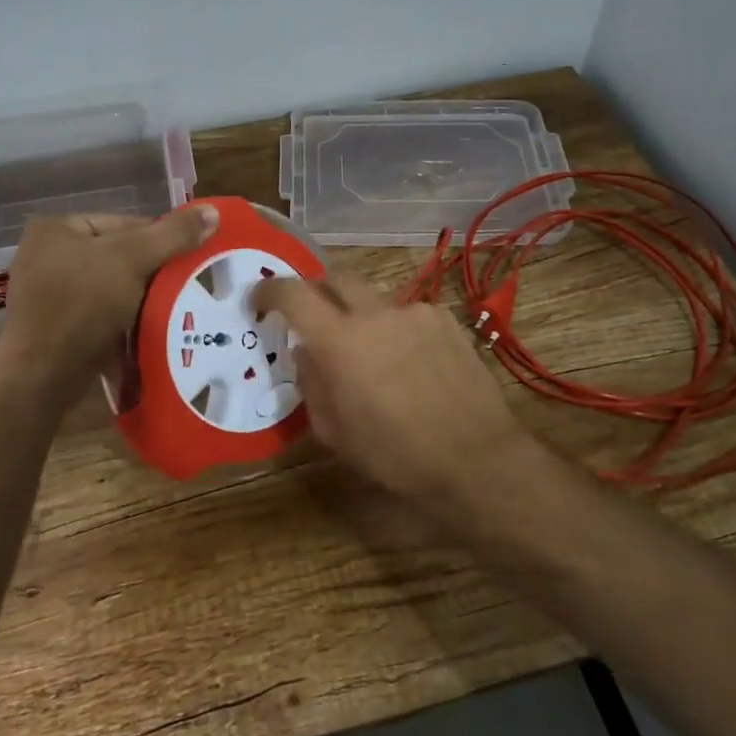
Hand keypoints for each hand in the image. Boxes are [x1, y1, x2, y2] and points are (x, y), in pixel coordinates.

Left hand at [0, 206, 217, 396]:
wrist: (43, 376)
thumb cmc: (83, 304)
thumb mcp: (133, 259)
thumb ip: (173, 234)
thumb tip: (214, 210)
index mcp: (57, 228)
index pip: (124, 223)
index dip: (162, 239)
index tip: (191, 259)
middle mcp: (47, 256)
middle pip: (118, 255)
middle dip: (153, 272)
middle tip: (187, 285)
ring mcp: (50, 294)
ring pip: (112, 287)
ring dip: (142, 298)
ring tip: (174, 308)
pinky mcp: (57, 327)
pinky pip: (101, 314)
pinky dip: (125, 320)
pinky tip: (150, 329)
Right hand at [252, 272, 540, 518]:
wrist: (475, 458)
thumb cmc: (395, 455)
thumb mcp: (336, 432)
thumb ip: (312, 383)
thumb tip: (306, 352)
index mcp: (340, 341)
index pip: (293, 293)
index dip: (270, 290)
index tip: (260, 299)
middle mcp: (375, 313)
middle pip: (335, 277)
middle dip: (317, 291)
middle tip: (314, 317)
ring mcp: (414, 312)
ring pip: (374, 299)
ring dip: (361, 316)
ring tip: (372, 355)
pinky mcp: (445, 319)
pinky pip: (408, 313)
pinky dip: (396, 329)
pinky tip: (410, 363)